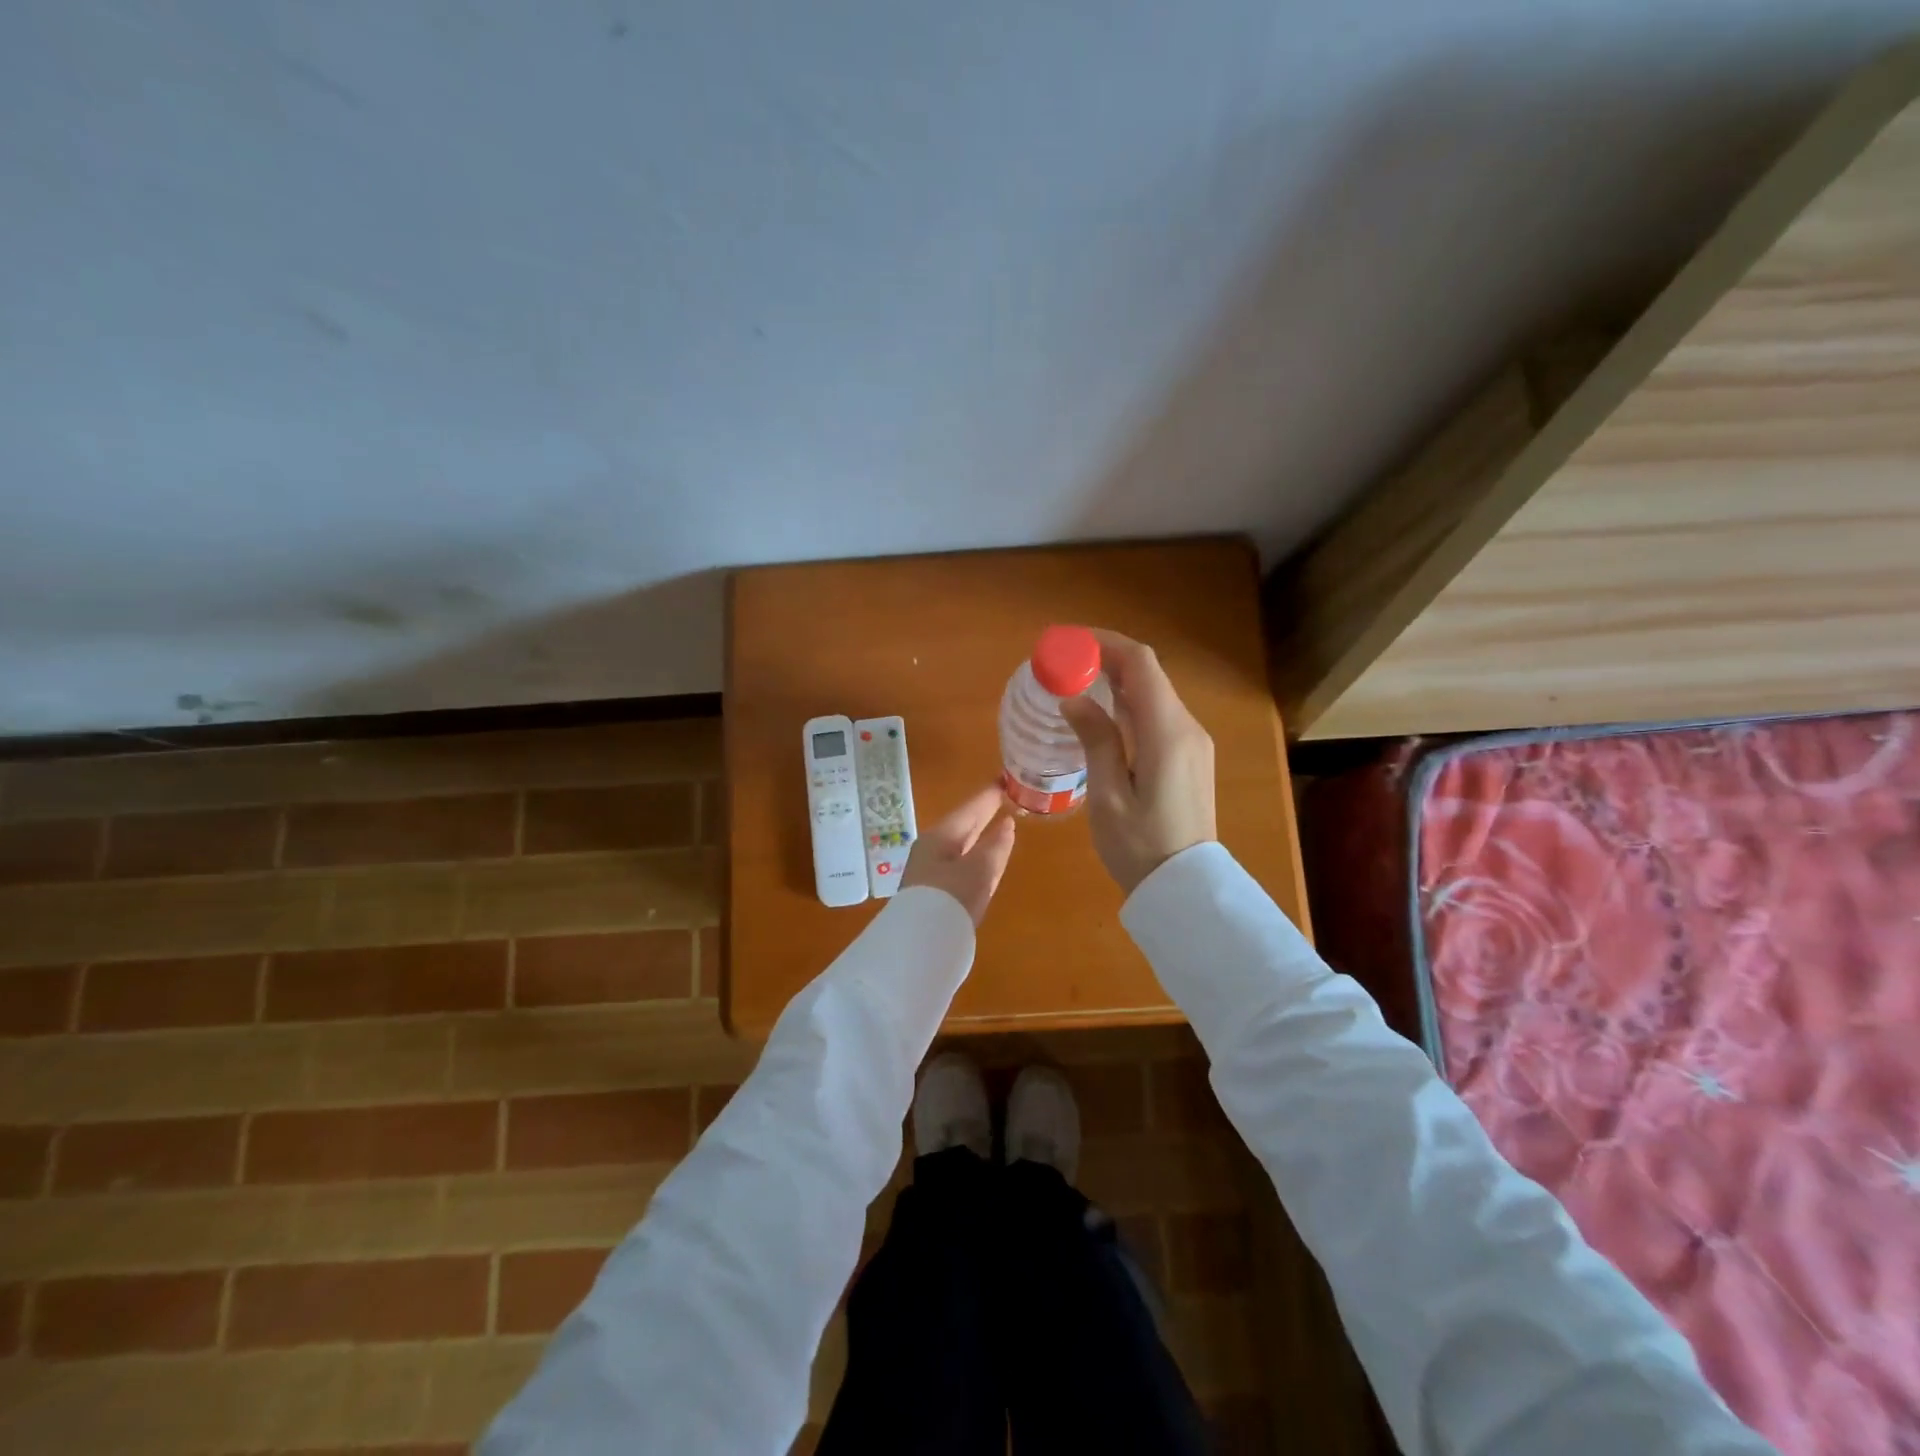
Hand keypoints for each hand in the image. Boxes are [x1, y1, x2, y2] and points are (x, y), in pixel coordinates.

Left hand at [898, 784, 1016, 925]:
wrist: (921, 946)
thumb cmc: (950, 898)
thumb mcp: (979, 870)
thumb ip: (995, 847)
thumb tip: (1007, 825)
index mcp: (939, 838)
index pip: (969, 810)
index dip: (988, 796)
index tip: (1004, 781)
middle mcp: (932, 851)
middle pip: (962, 827)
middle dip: (983, 815)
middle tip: (1004, 799)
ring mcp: (933, 874)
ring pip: (962, 848)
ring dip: (980, 837)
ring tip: (1000, 825)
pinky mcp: (937, 895)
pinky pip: (961, 866)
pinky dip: (977, 857)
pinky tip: (987, 860)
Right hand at [1059, 630, 1216, 894]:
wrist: (1185, 889)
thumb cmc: (1140, 846)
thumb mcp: (1108, 795)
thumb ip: (1096, 739)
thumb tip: (1073, 698)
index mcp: (1167, 732)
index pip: (1140, 664)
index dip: (1104, 643)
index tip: (1066, 642)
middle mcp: (1186, 727)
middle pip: (1148, 674)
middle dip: (1105, 658)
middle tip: (1061, 663)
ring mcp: (1192, 742)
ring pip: (1153, 693)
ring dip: (1116, 680)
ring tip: (1074, 682)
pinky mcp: (1189, 757)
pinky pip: (1158, 715)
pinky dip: (1129, 702)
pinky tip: (1102, 713)